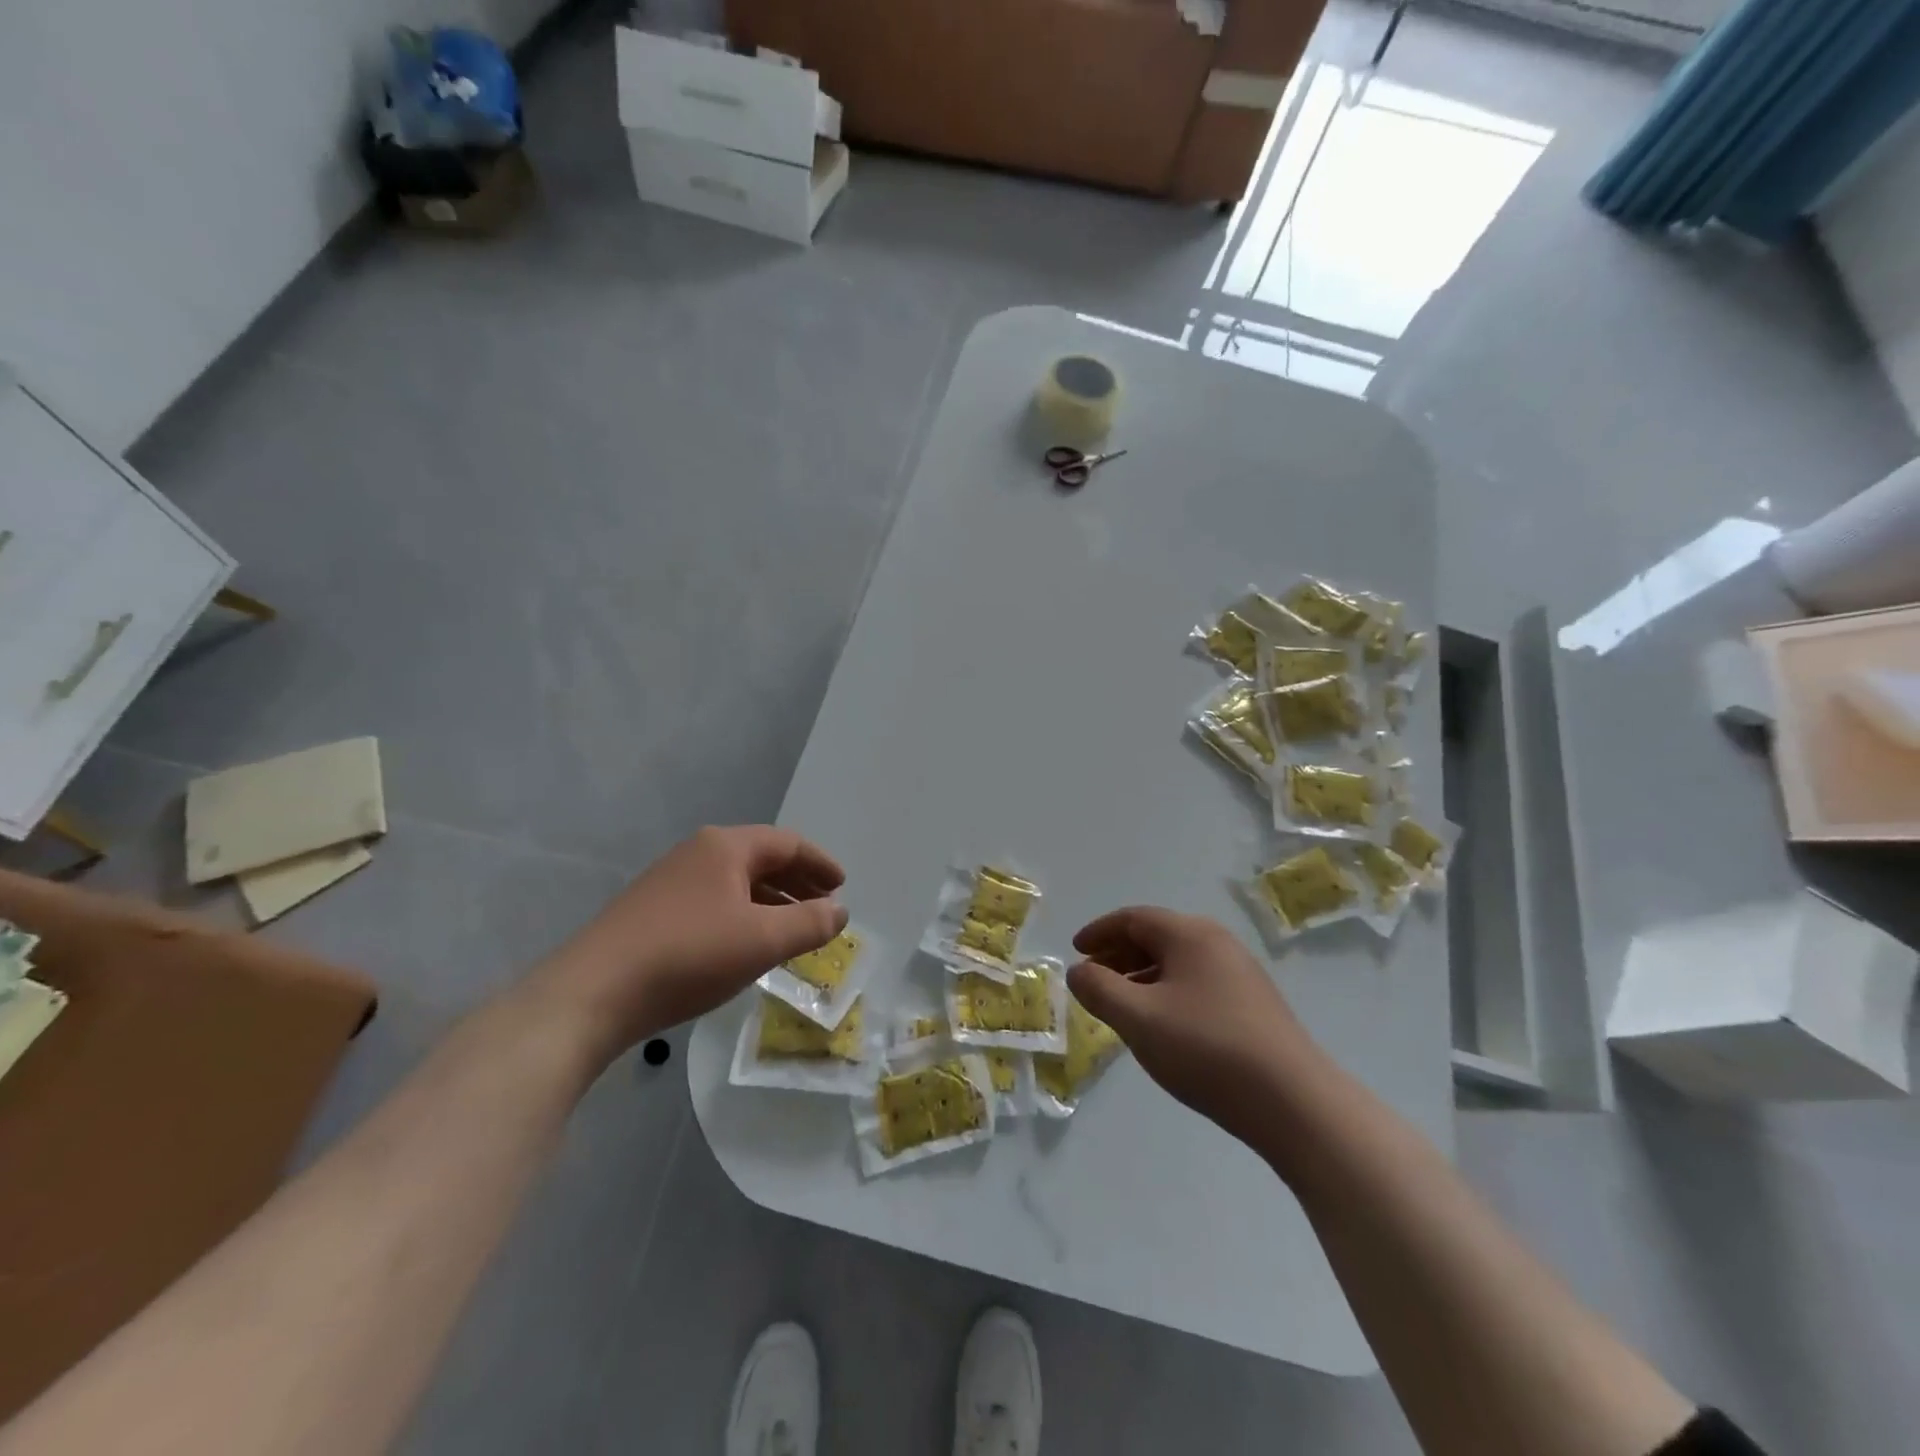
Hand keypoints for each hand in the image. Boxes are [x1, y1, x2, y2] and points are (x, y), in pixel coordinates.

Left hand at [538, 826, 846, 1060]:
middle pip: (762, 859)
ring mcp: (671, 882)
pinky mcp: (653, 912)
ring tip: (794, 929)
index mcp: (725, 847)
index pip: (787, 843)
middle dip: (798, 881)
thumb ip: (809, 923)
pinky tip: (747, 944)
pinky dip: (744, 915)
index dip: (820, 863)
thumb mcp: (762, 940)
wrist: (592, 993)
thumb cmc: (689, 955)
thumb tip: (840, 911)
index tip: (843, 886)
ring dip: (772, 901)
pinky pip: (715, 902)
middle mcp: (698, 853)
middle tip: (825, 905)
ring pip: (737, 883)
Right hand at [1067, 906, 1319, 1149]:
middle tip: (1092, 979)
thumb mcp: (1138, 1018)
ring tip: (1120, 1005)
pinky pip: (1197, 982)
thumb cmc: (1206, 1049)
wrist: (1293, 1102)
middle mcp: (1217, 942)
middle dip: (1118, 954)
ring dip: (1142, 976)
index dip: (1099, 933)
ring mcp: (1240, 973)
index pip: (1133, 919)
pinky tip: (1161, 1024)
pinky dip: (1167, 991)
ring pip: (1178, 962)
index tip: (1075, 951)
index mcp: (1189, 934)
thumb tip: (1079, 971)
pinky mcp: (1254, 1004)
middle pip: (1156, 936)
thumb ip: (1098, 989)